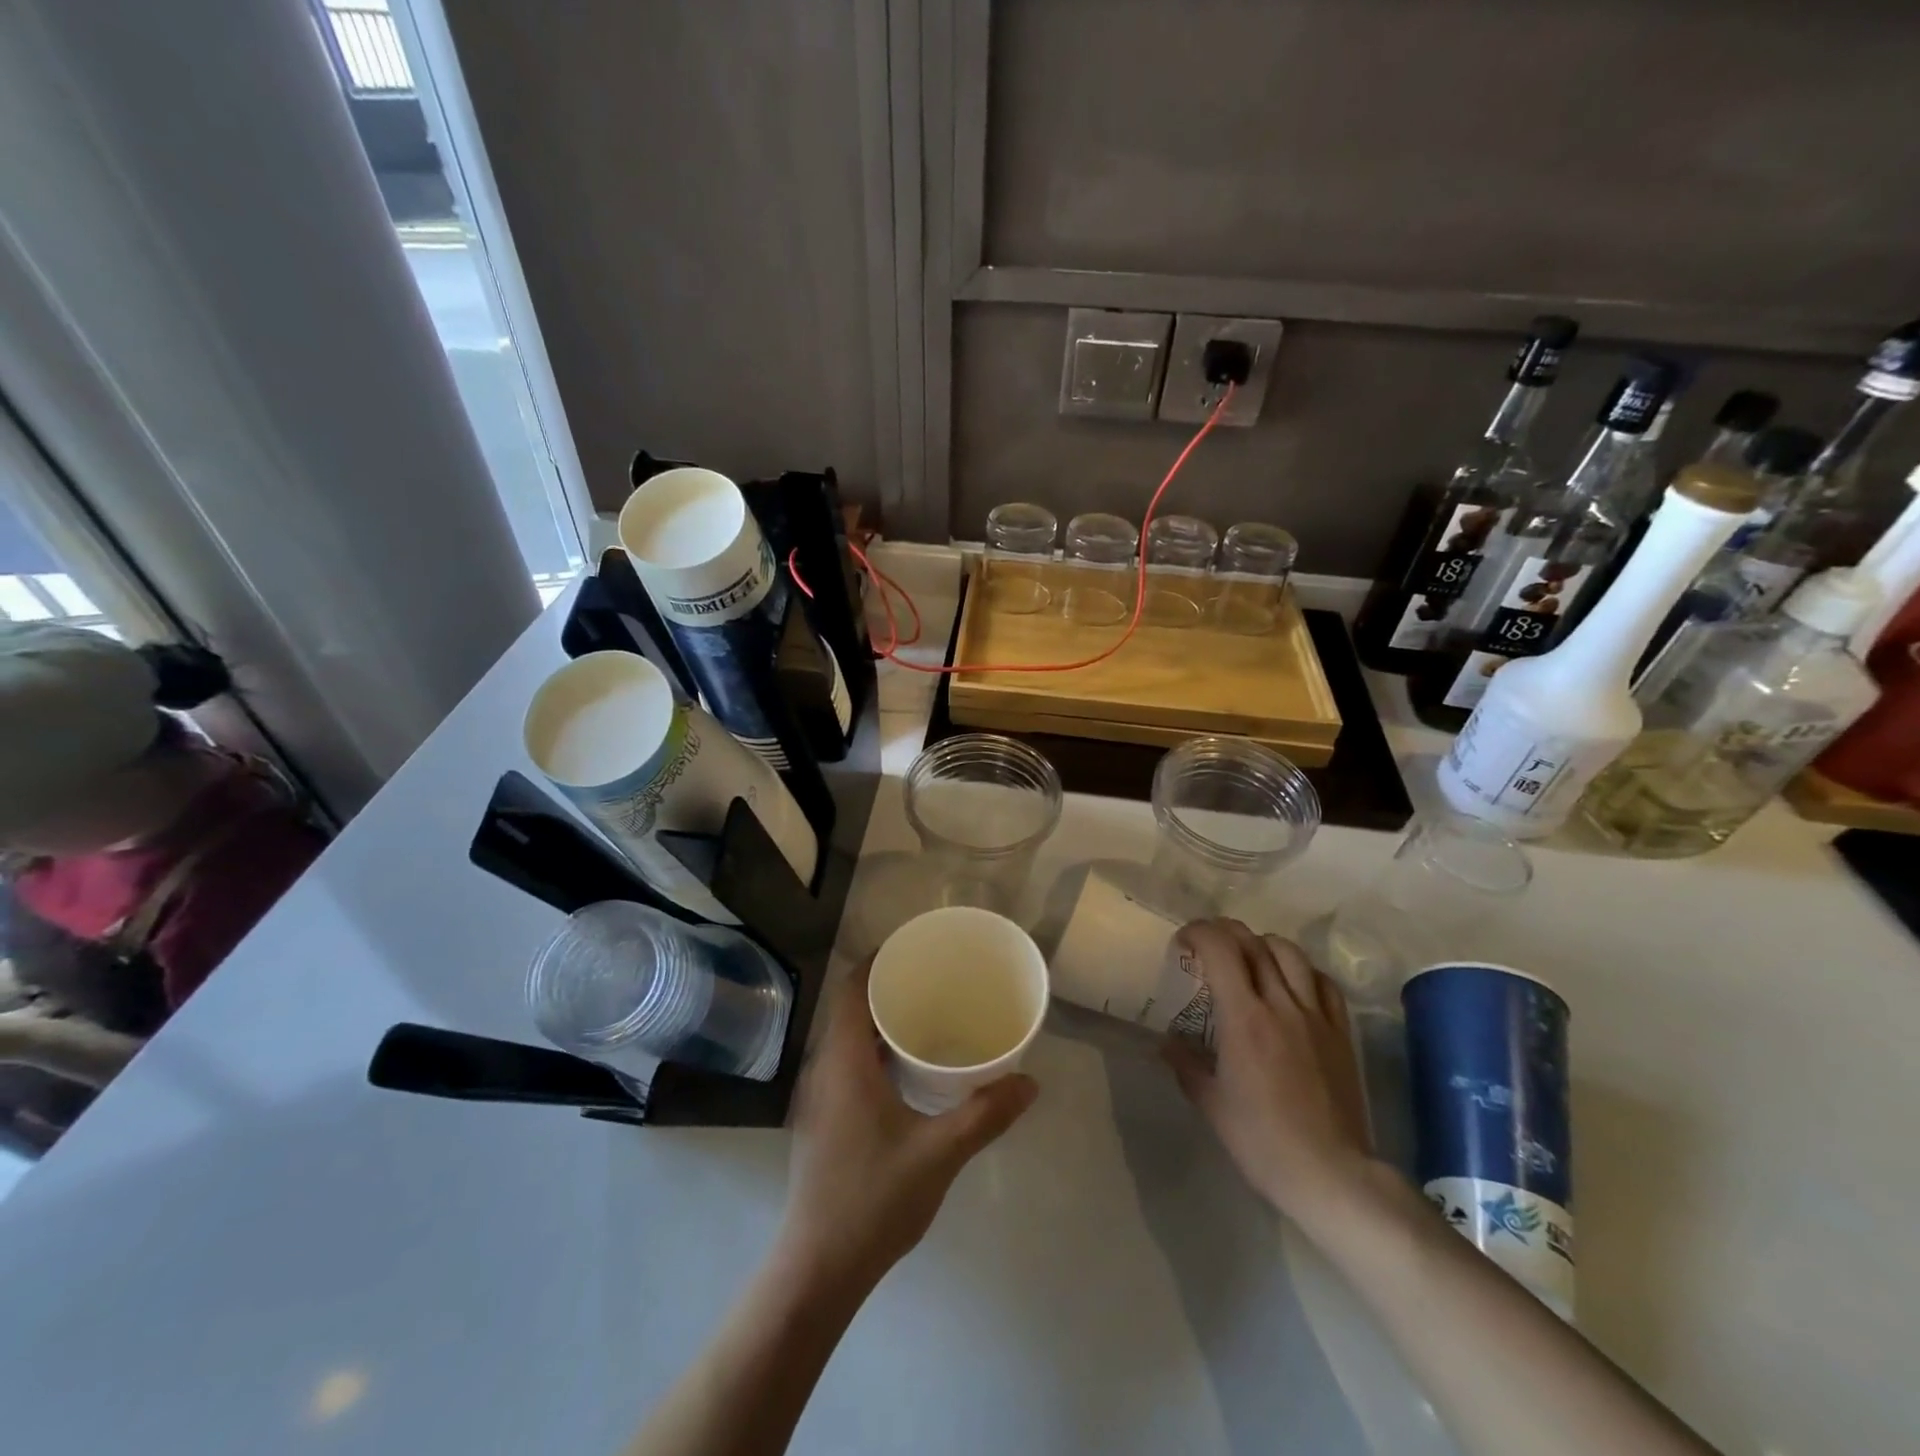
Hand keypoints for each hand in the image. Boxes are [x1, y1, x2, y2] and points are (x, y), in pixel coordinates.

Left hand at [778, 960, 1037, 1294]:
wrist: (818, 1269)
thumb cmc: (874, 1199)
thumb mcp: (939, 1153)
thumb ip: (985, 1114)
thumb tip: (1029, 1082)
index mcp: (843, 1061)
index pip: (853, 988)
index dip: (880, 961)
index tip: (917, 949)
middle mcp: (824, 1068)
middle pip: (852, 1008)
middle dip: (890, 988)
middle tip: (936, 981)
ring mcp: (819, 1096)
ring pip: (849, 1038)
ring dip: (882, 1022)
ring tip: (929, 1017)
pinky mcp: (823, 1120)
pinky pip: (847, 1063)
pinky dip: (875, 1050)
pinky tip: (908, 1070)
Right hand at [1165, 919, 1379, 1224]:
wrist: (1329, 1174)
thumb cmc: (1261, 1141)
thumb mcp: (1210, 1104)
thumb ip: (1186, 1064)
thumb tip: (1167, 1042)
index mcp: (1244, 1017)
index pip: (1221, 950)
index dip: (1198, 933)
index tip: (1183, 942)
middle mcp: (1280, 1004)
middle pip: (1253, 943)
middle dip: (1225, 931)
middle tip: (1207, 943)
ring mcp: (1315, 1016)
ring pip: (1290, 954)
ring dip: (1262, 944)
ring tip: (1249, 956)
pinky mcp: (1340, 1033)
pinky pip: (1324, 983)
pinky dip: (1302, 970)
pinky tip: (1291, 982)